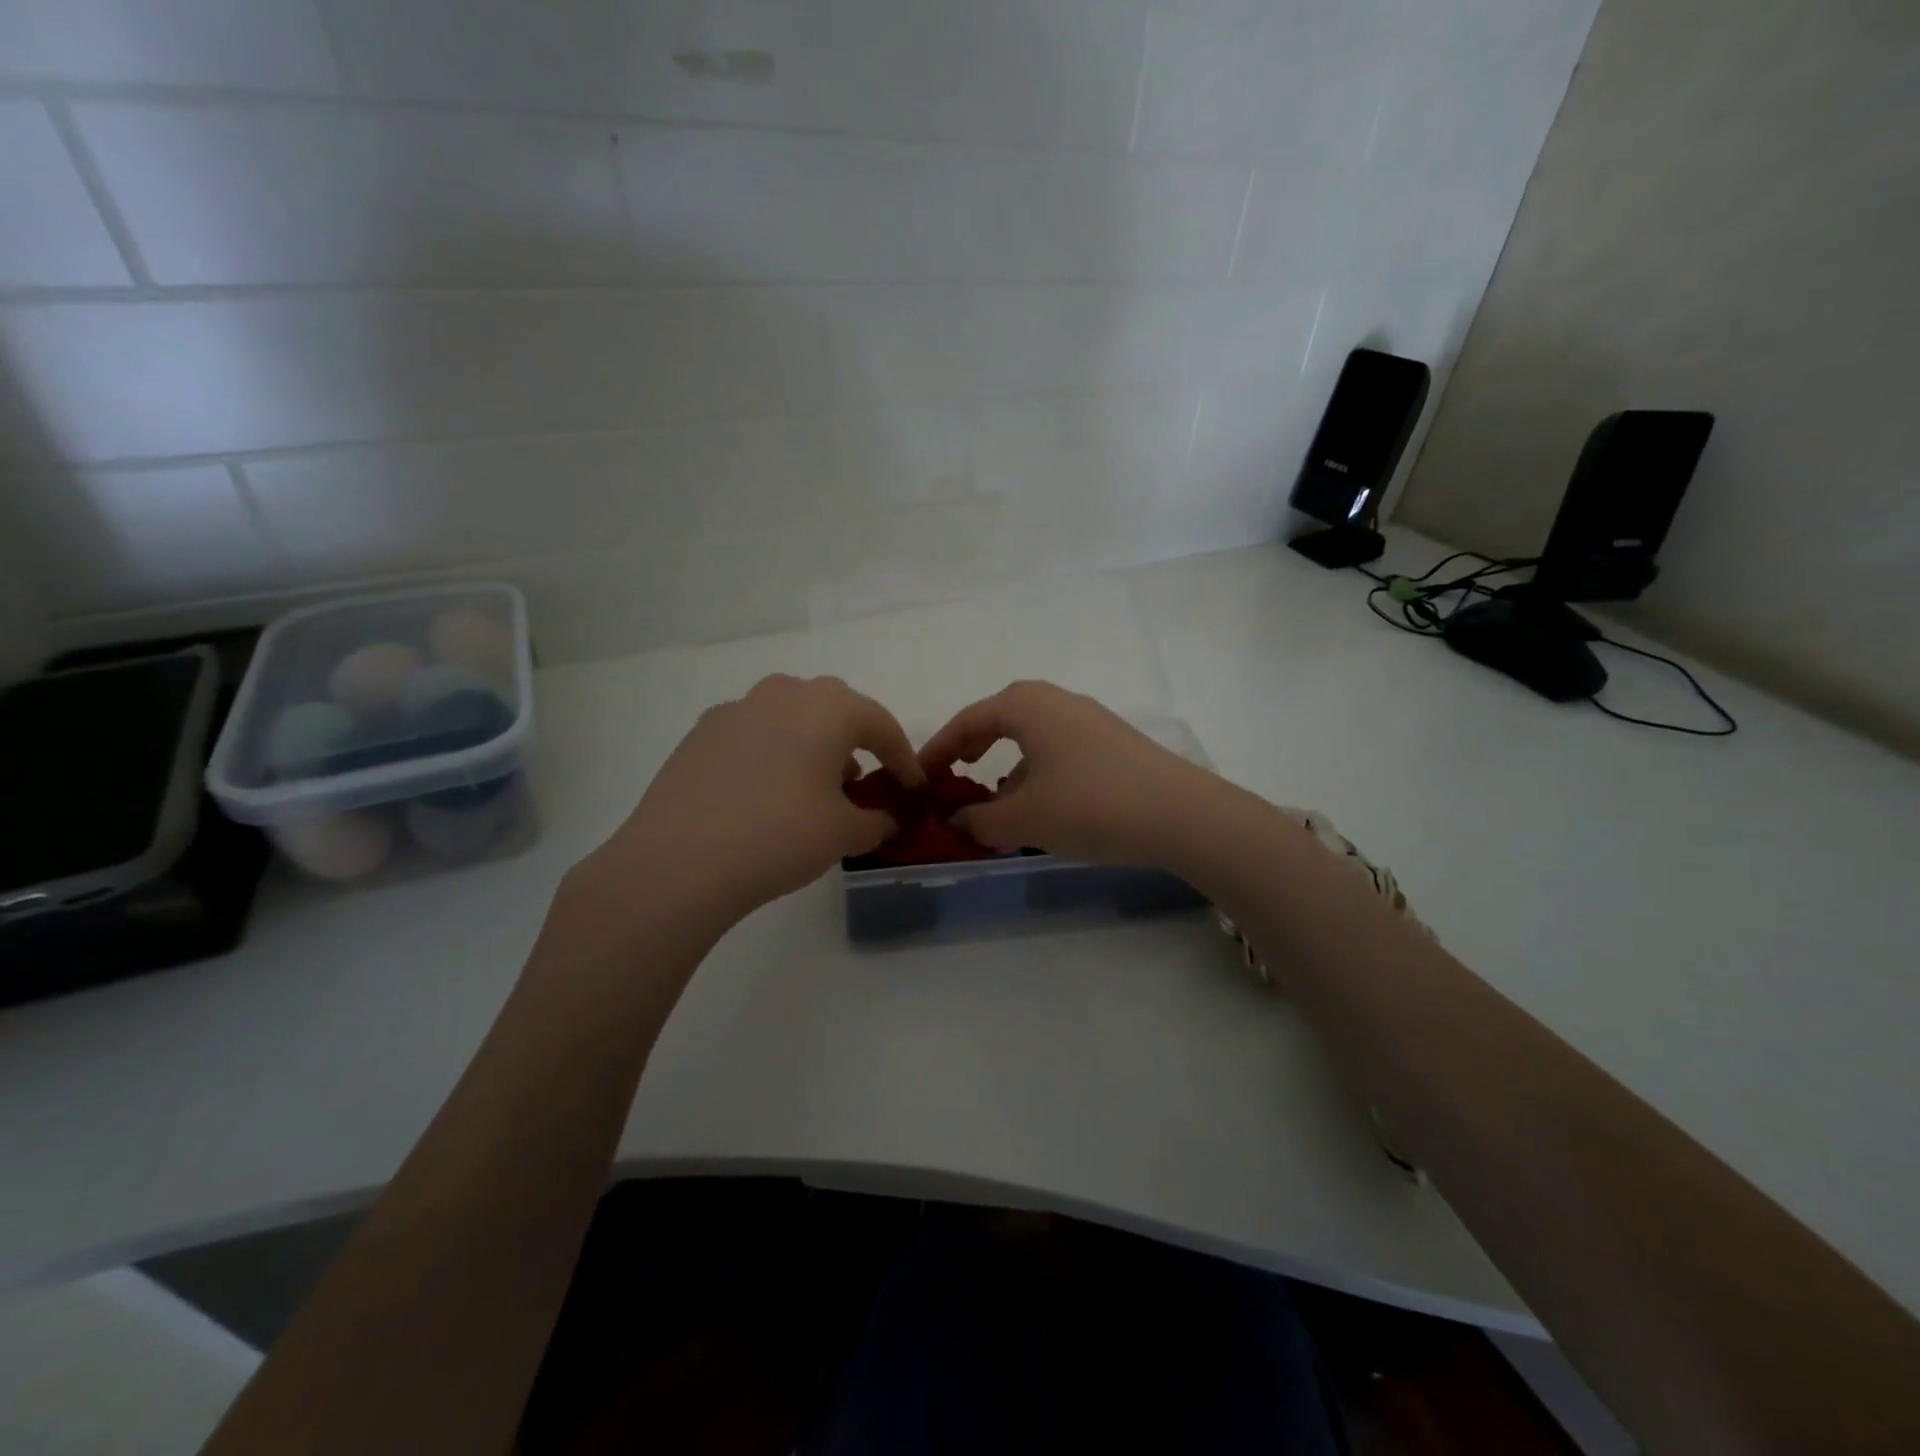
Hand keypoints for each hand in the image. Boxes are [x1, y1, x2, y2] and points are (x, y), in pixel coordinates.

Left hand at [583, 675, 921, 925]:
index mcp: (829, 707)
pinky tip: (765, 793)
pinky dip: (773, 754)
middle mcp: (784, 693)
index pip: (881, 725)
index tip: (912, 788)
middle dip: (856, 744)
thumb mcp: (844, 834)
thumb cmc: (780, 837)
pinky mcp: (702, 732)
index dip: (903, 759)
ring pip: (792, 717)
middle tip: (863, 783)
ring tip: (814, 790)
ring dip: (812, 746)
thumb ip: (878, 820)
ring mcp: (737, 709)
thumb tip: (887, 819)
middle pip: (836, 711)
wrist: (679, 861)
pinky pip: (755, 733)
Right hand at [918, 681, 1224, 865]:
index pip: (967, 721)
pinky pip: (1059, 749)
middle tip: (954, 774)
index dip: (938, 750)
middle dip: (973, 747)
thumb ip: (979, 821)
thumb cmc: (1089, 806)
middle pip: (1000, 718)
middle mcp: (1056, 701)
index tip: (918, 776)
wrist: (1180, 813)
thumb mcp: (1024, 819)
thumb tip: (955, 822)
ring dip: (1008, 765)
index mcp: (1026, 706)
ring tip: (996, 802)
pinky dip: (1038, 771)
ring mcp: (1089, 719)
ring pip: (1033, 736)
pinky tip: (1043, 805)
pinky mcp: (1113, 742)